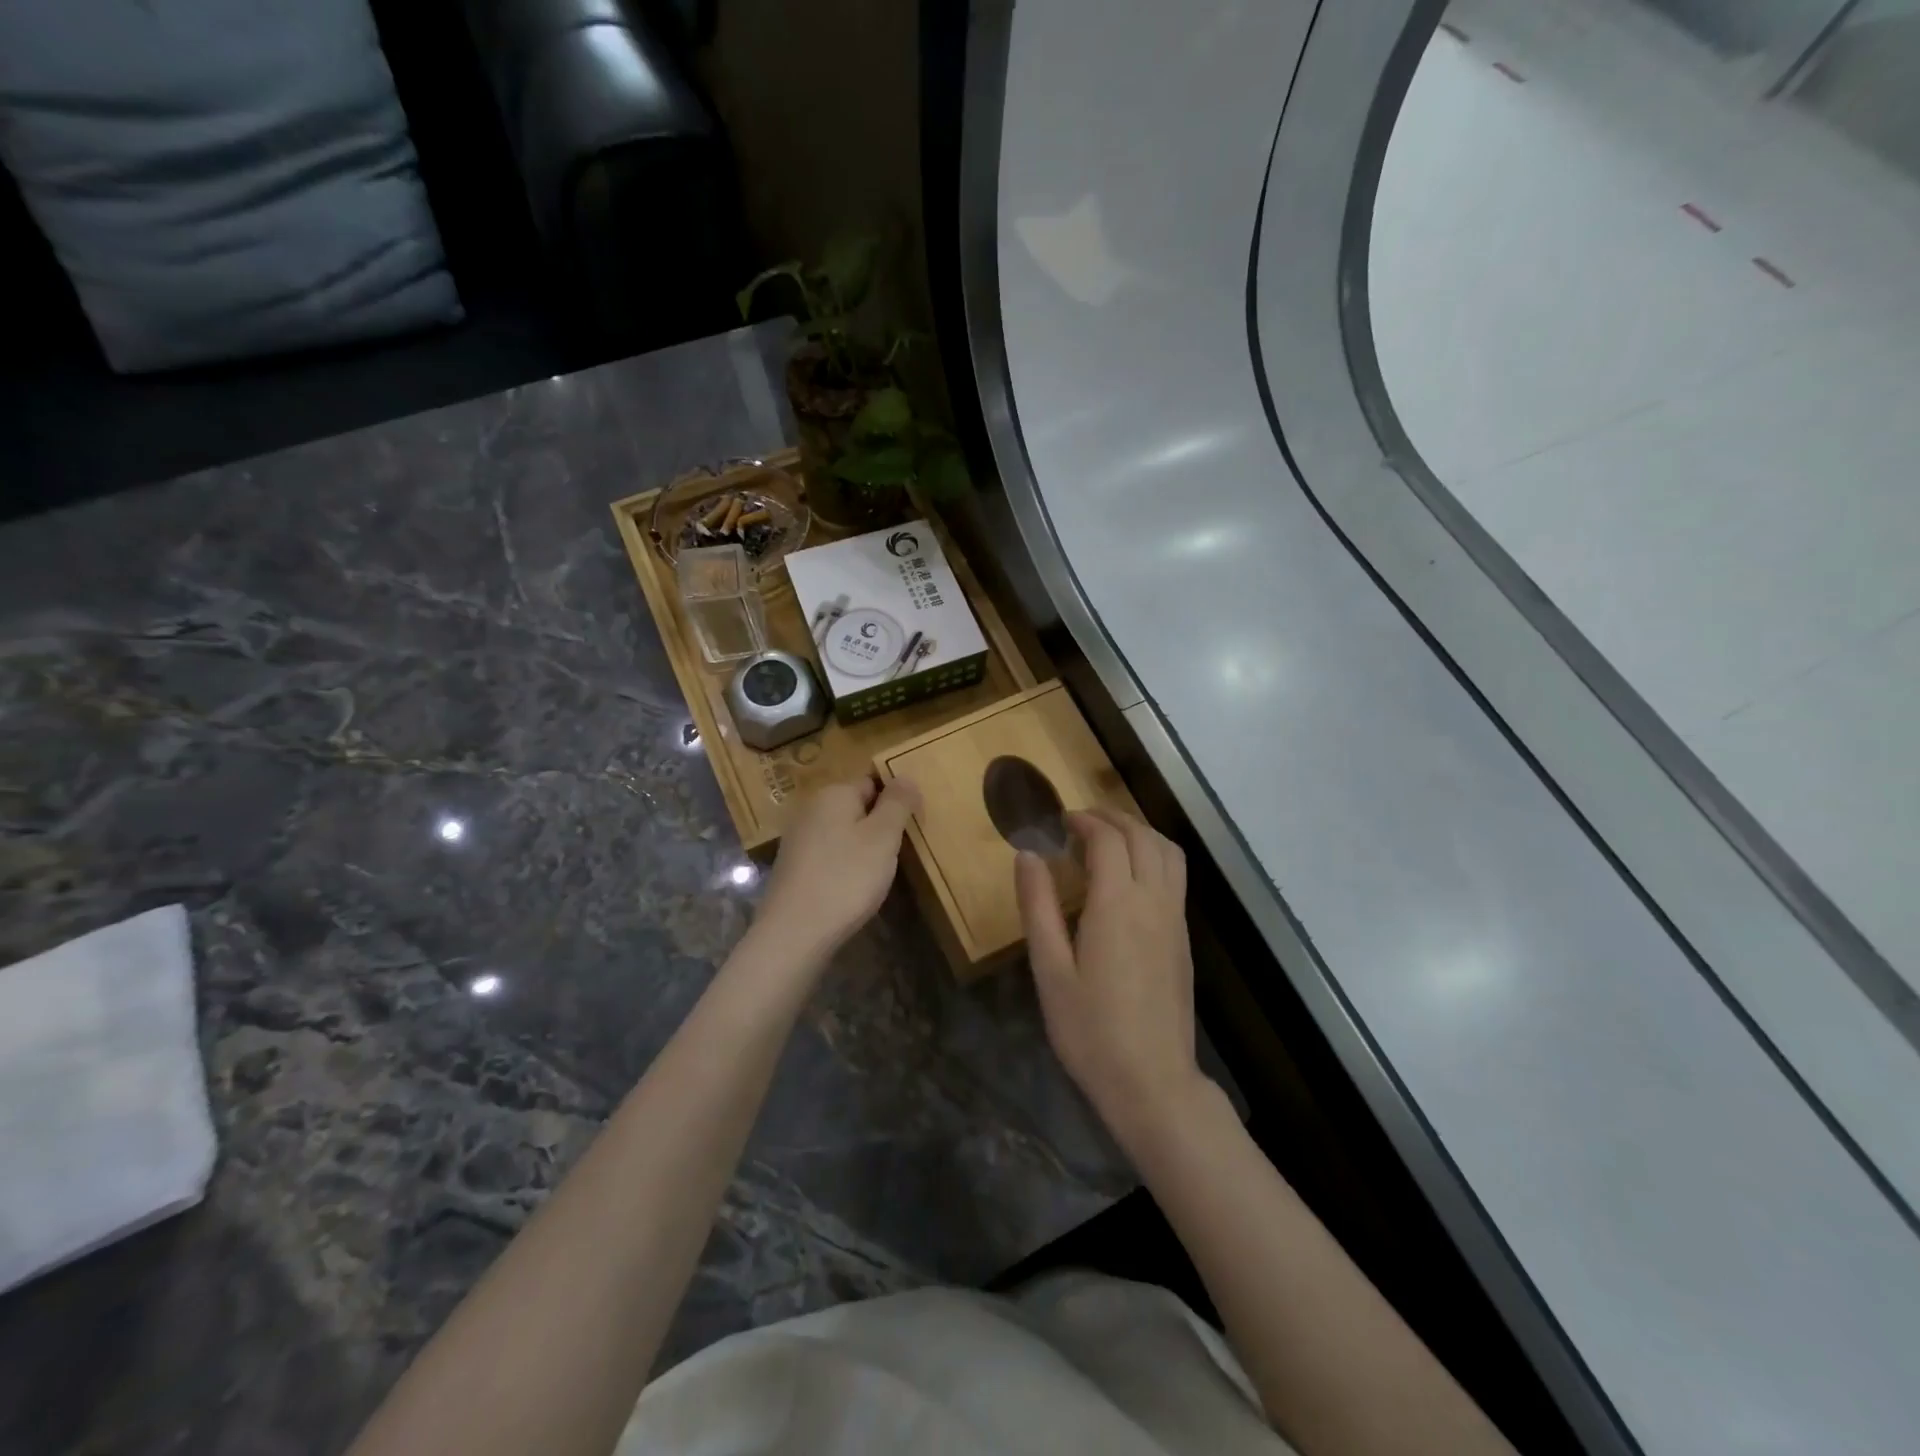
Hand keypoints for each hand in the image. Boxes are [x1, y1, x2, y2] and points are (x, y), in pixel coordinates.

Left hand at [753, 776, 921, 965]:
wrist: (794, 932)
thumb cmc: (846, 878)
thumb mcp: (883, 837)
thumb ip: (898, 803)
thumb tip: (906, 775)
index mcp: (834, 793)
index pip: (873, 781)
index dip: (896, 800)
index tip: (911, 827)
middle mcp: (811, 808)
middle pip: (856, 806)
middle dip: (879, 824)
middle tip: (899, 852)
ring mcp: (798, 838)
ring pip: (842, 831)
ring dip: (862, 846)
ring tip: (879, 872)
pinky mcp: (793, 866)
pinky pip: (829, 854)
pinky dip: (844, 864)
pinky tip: (852, 887)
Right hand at [1016, 808, 1210, 1151]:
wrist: (1153, 1082)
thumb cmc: (1090, 1030)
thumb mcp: (1050, 970)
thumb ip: (1038, 907)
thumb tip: (1027, 855)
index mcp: (1117, 904)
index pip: (1107, 840)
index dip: (1084, 822)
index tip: (1060, 821)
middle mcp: (1153, 901)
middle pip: (1142, 836)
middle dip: (1112, 817)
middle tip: (1081, 820)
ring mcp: (1175, 919)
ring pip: (1168, 852)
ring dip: (1140, 832)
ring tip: (1109, 837)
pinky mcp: (1184, 939)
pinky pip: (1175, 876)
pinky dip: (1154, 855)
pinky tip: (1131, 875)